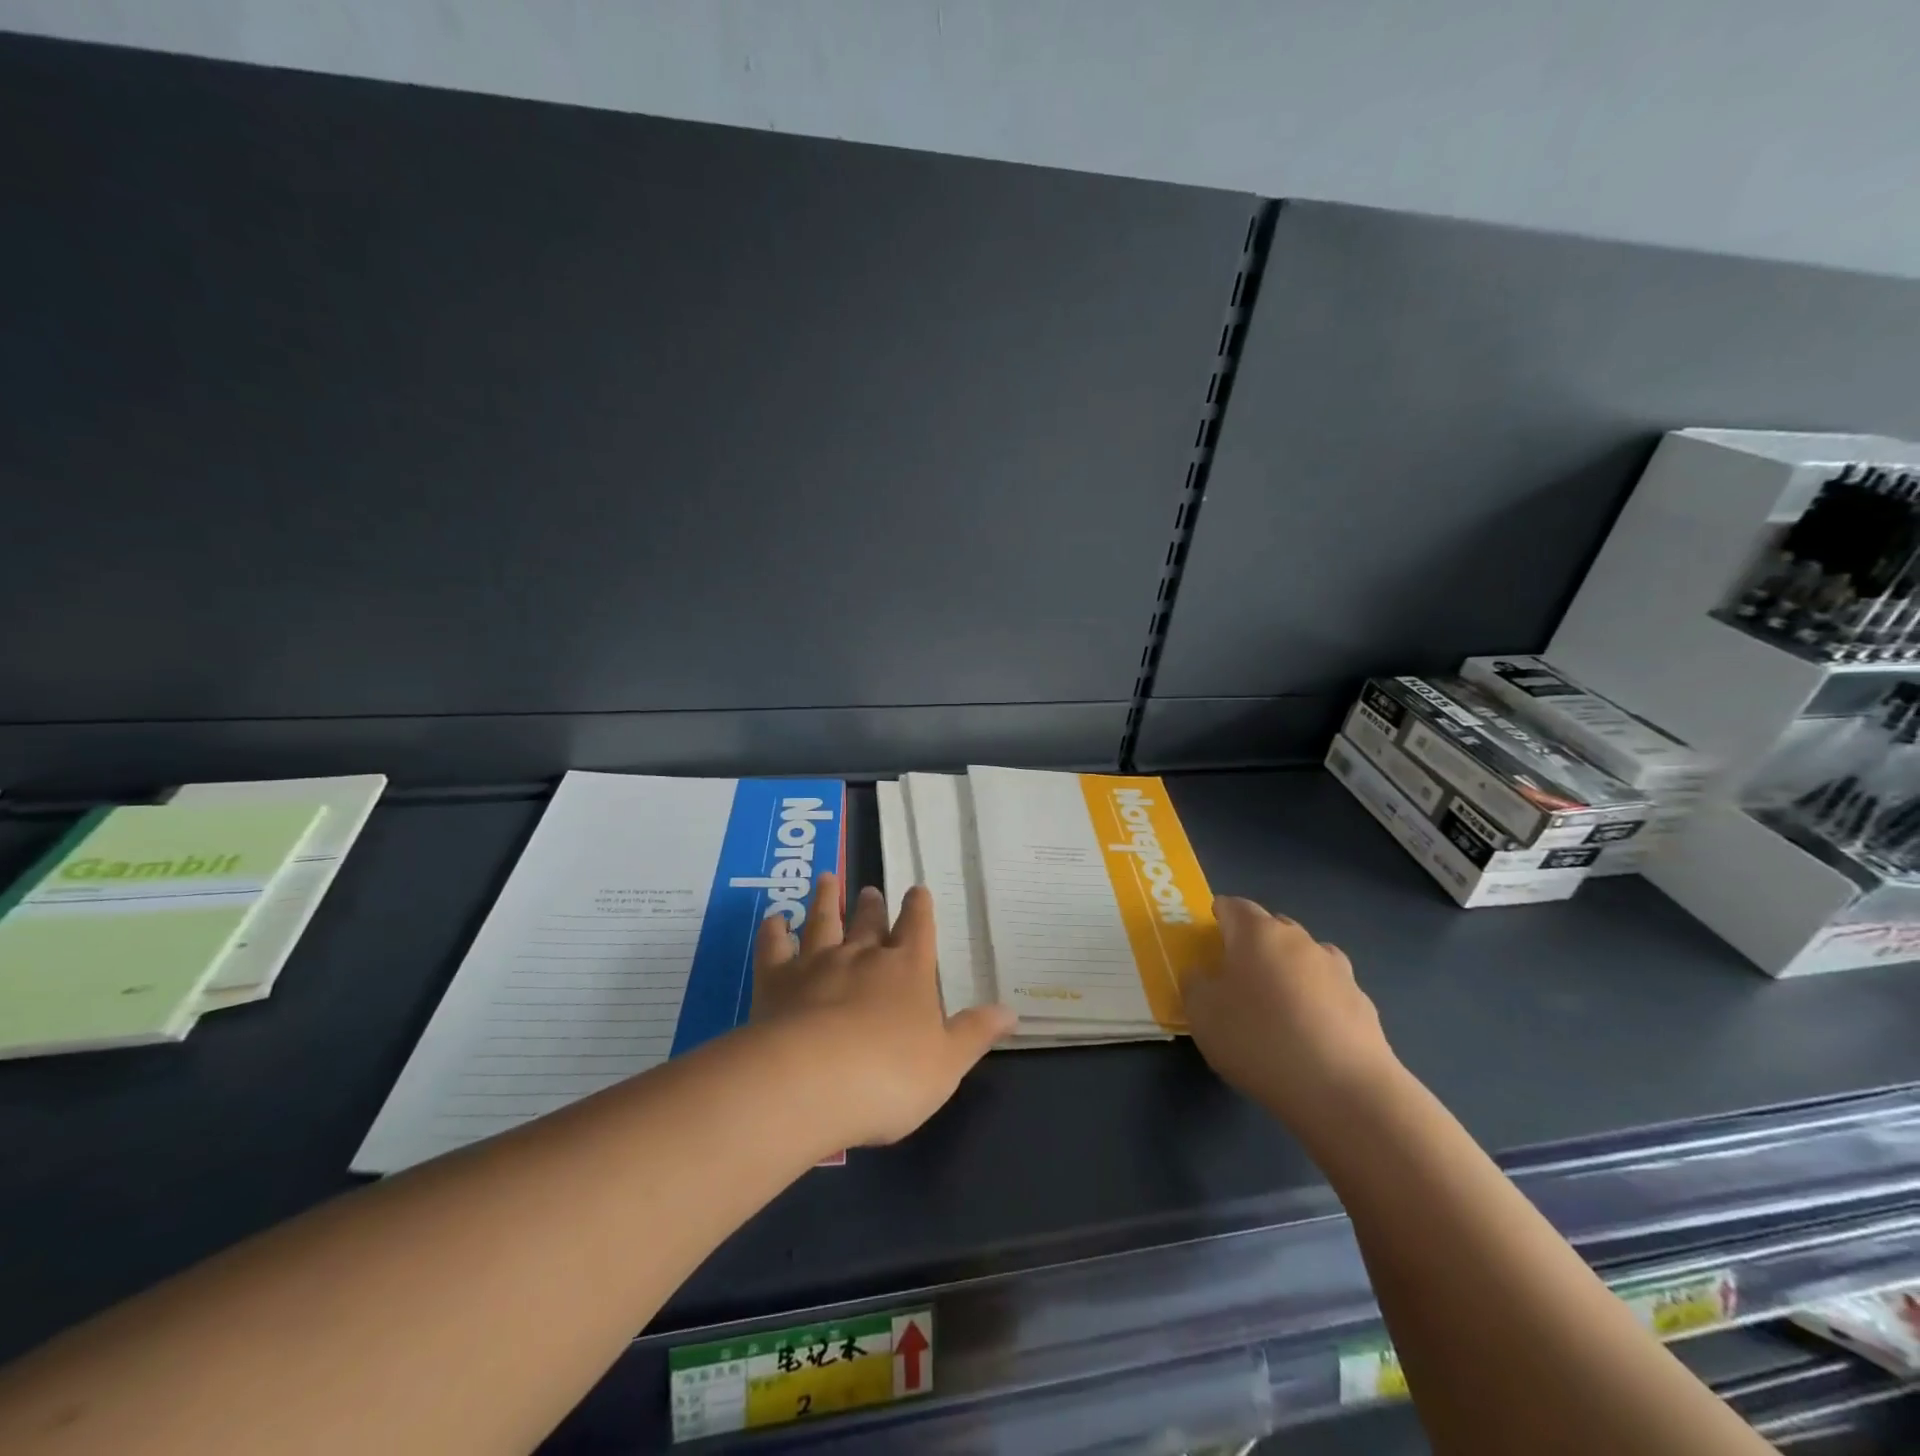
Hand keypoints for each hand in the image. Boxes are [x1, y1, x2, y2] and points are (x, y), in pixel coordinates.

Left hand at [751, 872, 1015, 1145]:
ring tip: (827, 879)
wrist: (811, 1081)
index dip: (919, 908)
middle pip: (869, 923)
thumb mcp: (947, 1063)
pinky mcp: (776, 981)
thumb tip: (1011, 1011)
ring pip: (823, 922)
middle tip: (869, 890)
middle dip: (872, 906)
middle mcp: (863, 957)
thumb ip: (975, 1033)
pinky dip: (774, 931)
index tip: (917, 889)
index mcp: (907, 971)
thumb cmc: (889, 1076)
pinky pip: (774, 948)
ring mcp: (817, 964)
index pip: (917, 929)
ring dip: (825, 900)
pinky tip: (775, 919)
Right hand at [1183, 897, 1398, 1136]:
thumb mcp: (1202, 1014)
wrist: (1344, 1090)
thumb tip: (1203, 973)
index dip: (1219, 916)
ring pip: (1304, 957)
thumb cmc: (1258, 1039)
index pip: (1233, 906)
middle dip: (1253, 943)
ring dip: (1289, 970)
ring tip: (1277, 1007)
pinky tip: (1310, 1034)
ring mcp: (1337, 970)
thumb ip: (1195, 984)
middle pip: (1271, 927)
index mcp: (1256, 933)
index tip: (1209, 938)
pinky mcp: (1363, 1003)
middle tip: (1237, 975)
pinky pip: (1329, 990)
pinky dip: (1316, 1001)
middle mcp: (1299, 940)